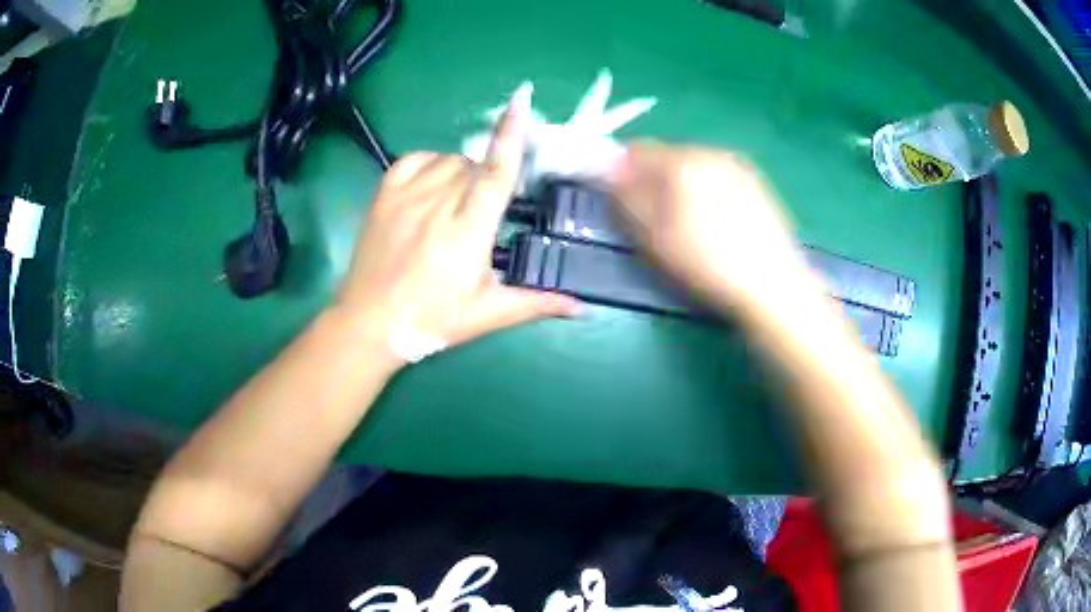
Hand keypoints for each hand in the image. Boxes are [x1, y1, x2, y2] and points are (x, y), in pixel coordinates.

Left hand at [337, 85, 580, 363]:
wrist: (369, 323)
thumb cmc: (432, 320)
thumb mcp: (488, 314)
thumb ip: (537, 302)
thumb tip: (583, 306)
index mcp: (468, 231)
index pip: (497, 172)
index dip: (512, 135)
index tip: (522, 101)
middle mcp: (438, 204)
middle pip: (476, 166)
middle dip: (489, 179)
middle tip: (485, 212)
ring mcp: (407, 195)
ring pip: (448, 160)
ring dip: (463, 172)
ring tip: (458, 204)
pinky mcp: (384, 195)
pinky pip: (416, 159)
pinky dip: (431, 163)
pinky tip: (434, 186)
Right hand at [608, 142, 808, 312]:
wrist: (772, 285)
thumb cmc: (707, 263)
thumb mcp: (654, 236)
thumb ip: (627, 196)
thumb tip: (610, 170)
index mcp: (683, 160)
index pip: (636, 150)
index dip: (623, 173)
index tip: (623, 201)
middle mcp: (711, 152)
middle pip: (668, 156)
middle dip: (655, 181)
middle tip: (657, 220)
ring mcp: (739, 166)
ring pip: (695, 167)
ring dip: (683, 187)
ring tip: (691, 227)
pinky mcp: (758, 184)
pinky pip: (719, 179)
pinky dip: (709, 193)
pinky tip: (719, 226)